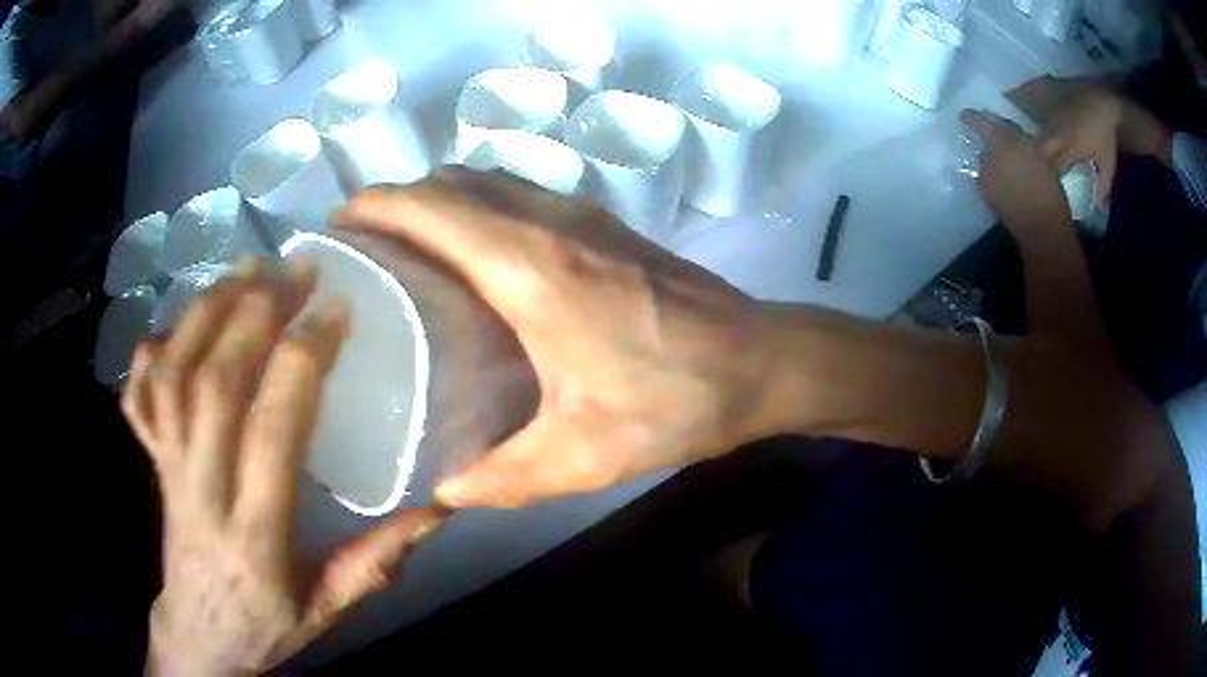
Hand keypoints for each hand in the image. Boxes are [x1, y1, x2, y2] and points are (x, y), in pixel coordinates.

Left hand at [122, 259, 443, 675]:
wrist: (200, 636)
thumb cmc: (267, 623)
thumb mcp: (329, 609)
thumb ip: (375, 562)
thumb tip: (437, 509)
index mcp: (254, 532)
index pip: (271, 429)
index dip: (302, 359)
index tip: (335, 312)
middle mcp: (200, 489)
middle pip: (214, 384)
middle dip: (255, 313)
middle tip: (295, 271)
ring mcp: (166, 469)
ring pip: (174, 375)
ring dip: (208, 310)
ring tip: (246, 270)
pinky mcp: (151, 461)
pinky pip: (142, 393)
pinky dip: (157, 346)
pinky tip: (181, 319)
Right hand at [335, 168, 768, 508]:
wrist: (762, 361)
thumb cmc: (676, 401)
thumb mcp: (580, 455)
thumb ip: (500, 479)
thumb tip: (443, 493)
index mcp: (529, 264)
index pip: (427, 205)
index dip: (373, 206)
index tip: (336, 230)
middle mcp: (548, 220)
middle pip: (450, 182)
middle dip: (396, 202)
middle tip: (363, 252)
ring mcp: (581, 213)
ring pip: (485, 181)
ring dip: (437, 202)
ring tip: (406, 252)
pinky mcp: (604, 223)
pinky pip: (518, 194)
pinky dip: (478, 208)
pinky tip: (473, 260)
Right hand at [961, 109, 1071, 232]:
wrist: (1045, 227)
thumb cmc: (1013, 207)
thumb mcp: (987, 184)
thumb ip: (984, 164)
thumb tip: (984, 153)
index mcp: (1001, 140)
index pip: (980, 121)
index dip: (970, 118)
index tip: (963, 117)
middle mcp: (1019, 138)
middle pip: (1002, 125)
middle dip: (992, 125)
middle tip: (984, 129)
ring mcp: (1035, 150)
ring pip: (1017, 137)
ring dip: (1009, 139)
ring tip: (1002, 146)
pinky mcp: (1047, 165)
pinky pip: (1030, 150)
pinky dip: (1022, 152)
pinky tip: (1018, 162)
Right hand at [1037, 87, 1122, 202]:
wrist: (1101, 104)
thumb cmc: (1105, 135)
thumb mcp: (1108, 164)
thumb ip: (1104, 186)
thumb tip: (1101, 207)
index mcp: (1069, 151)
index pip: (1054, 168)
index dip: (1052, 179)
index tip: (1053, 187)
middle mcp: (1058, 137)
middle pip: (1041, 151)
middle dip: (1040, 162)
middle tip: (1043, 172)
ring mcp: (1055, 121)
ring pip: (1040, 137)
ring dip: (1040, 147)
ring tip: (1041, 157)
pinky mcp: (1055, 111)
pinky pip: (1045, 125)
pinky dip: (1044, 134)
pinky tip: (1049, 138)